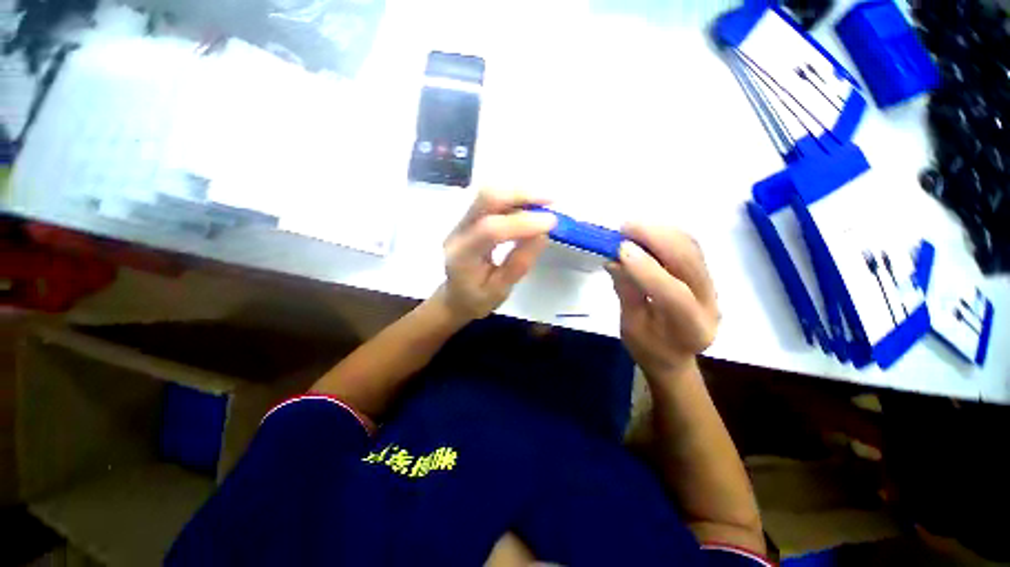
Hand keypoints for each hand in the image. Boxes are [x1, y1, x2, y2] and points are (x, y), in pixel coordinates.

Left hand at [440, 188, 556, 320]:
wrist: (454, 298)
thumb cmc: (476, 300)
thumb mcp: (500, 291)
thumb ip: (519, 263)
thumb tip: (543, 234)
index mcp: (463, 256)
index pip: (491, 230)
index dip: (523, 223)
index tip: (552, 222)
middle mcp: (458, 232)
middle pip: (486, 199)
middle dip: (521, 195)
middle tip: (550, 201)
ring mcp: (461, 222)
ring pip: (488, 193)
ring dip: (518, 193)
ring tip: (544, 201)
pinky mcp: (469, 218)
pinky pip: (490, 199)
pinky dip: (513, 197)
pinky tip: (530, 204)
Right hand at [606, 224, 718, 377]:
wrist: (673, 356)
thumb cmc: (648, 348)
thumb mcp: (631, 326)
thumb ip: (626, 291)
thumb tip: (614, 259)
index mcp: (690, 329)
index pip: (673, 295)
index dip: (647, 269)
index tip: (620, 249)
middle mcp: (709, 304)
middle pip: (689, 262)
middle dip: (657, 238)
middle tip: (625, 228)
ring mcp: (711, 287)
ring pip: (691, 248)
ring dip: (661, 232)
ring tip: (632, 228)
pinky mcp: (704, 275)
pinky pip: (689, 247)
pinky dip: (666, 235)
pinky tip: (646, 233)